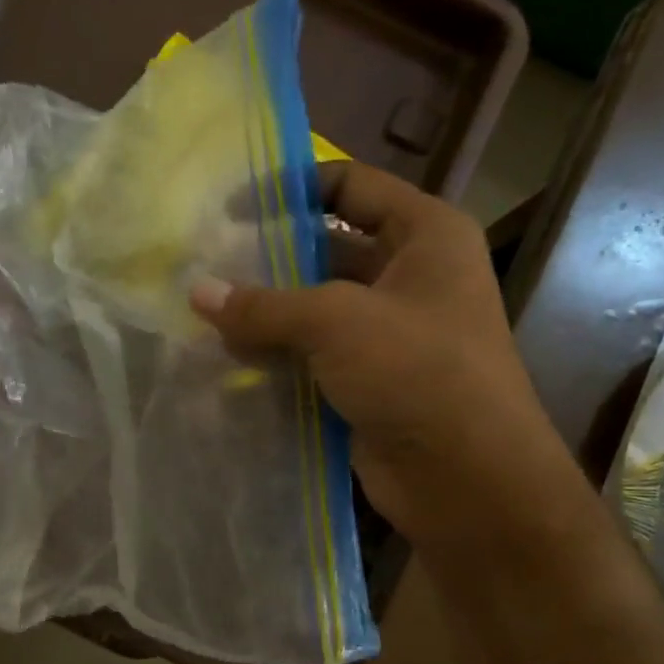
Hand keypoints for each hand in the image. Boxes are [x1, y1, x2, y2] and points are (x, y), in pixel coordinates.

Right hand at [189, 162, 563, 535]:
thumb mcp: (336, 323)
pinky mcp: (368, 378)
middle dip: (270, 258)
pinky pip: (312, 353)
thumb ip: (263, 305)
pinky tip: (228, 357)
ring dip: (266, 312)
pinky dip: (275, 354)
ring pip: (314, 307)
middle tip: (207, 265)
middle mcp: (410, 275)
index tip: (233, 208)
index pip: (352, 185)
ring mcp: (389, 332)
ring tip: (205, 313)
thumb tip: (197, 292)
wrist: (465, 478)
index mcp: (425, 235)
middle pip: (327, 249)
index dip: (293, 188)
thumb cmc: (417, 372)